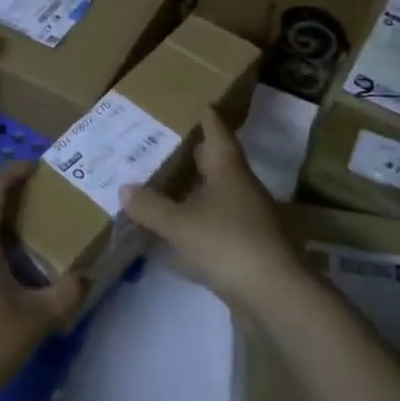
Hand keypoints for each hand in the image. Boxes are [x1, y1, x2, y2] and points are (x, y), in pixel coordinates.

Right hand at [119, 108, 306, 315]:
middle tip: (161, 145)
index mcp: (228, 171)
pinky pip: (212, 233)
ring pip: (213, 200)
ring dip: (191, 195)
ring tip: (160, 189)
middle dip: (191, 155)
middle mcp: (240, 189)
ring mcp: (246, 222)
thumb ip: (151, 206)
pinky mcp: (245, 252)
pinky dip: (192, 233)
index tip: (193, 104)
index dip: (205, 117)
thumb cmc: (228, 243)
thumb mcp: (180, 224)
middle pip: (215, 165)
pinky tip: (169, 245)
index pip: (217, 132)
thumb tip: (125, 188)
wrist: (274, 296)